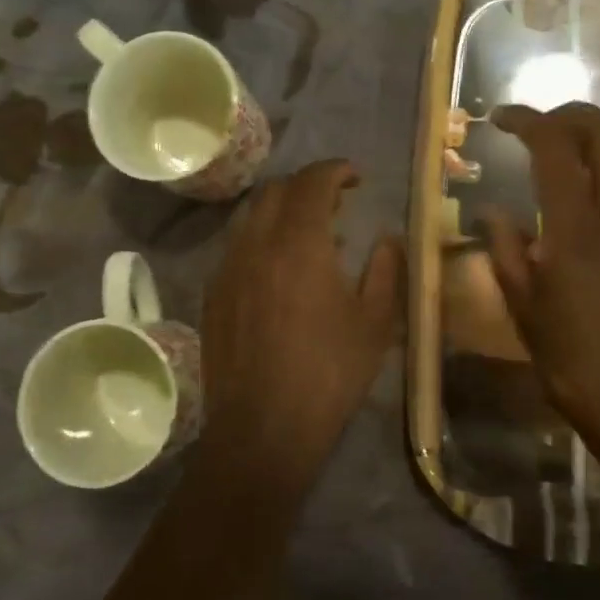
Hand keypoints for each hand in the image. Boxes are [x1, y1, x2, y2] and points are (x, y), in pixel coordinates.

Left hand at [200, 160, 402, 486]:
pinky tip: (278, 270)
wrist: (262, 429)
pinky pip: (236, 246)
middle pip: (276, 190)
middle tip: (335, 203)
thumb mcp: (375, 324)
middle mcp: (257, 243)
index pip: (312, 181)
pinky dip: (261, 239)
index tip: (355, 177)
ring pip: (251, 216)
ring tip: (308, 234)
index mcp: (299, 243)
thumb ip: (386, 270)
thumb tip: (386, 238)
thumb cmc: (328, 374)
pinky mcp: (213, 294)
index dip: (335, 170)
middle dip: (307, 185)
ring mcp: (228, 268)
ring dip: (281, 211)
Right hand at [486, 103, 599, 471]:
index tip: (500, 119)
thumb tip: (493, 211)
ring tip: (568, 146)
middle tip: (537, 126)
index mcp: (577, 232)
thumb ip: (506, 250)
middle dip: (569, 115)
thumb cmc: (572, 362)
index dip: (527, 121)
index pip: (556, 148)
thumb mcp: (524, 309)